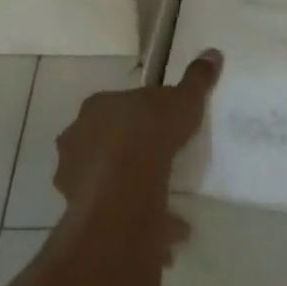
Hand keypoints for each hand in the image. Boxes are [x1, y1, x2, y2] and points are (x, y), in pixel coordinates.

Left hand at [54, 49, 221, 259]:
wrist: (124, 188)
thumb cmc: (150, 133)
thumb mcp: (183, 100)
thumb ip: (196, 80)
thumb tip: (213, 53)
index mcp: (98, 107)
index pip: (118, 106)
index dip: (139, 116)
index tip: (161, 126)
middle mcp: (77, 137)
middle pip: (104, 142)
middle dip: (128, 153)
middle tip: (157, 164)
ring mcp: (73, 176)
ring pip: (103, 181)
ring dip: (128, 191)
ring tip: (164, 206)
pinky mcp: (79, 211)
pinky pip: (111, 214)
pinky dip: (136, 222)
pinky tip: (165, 232)